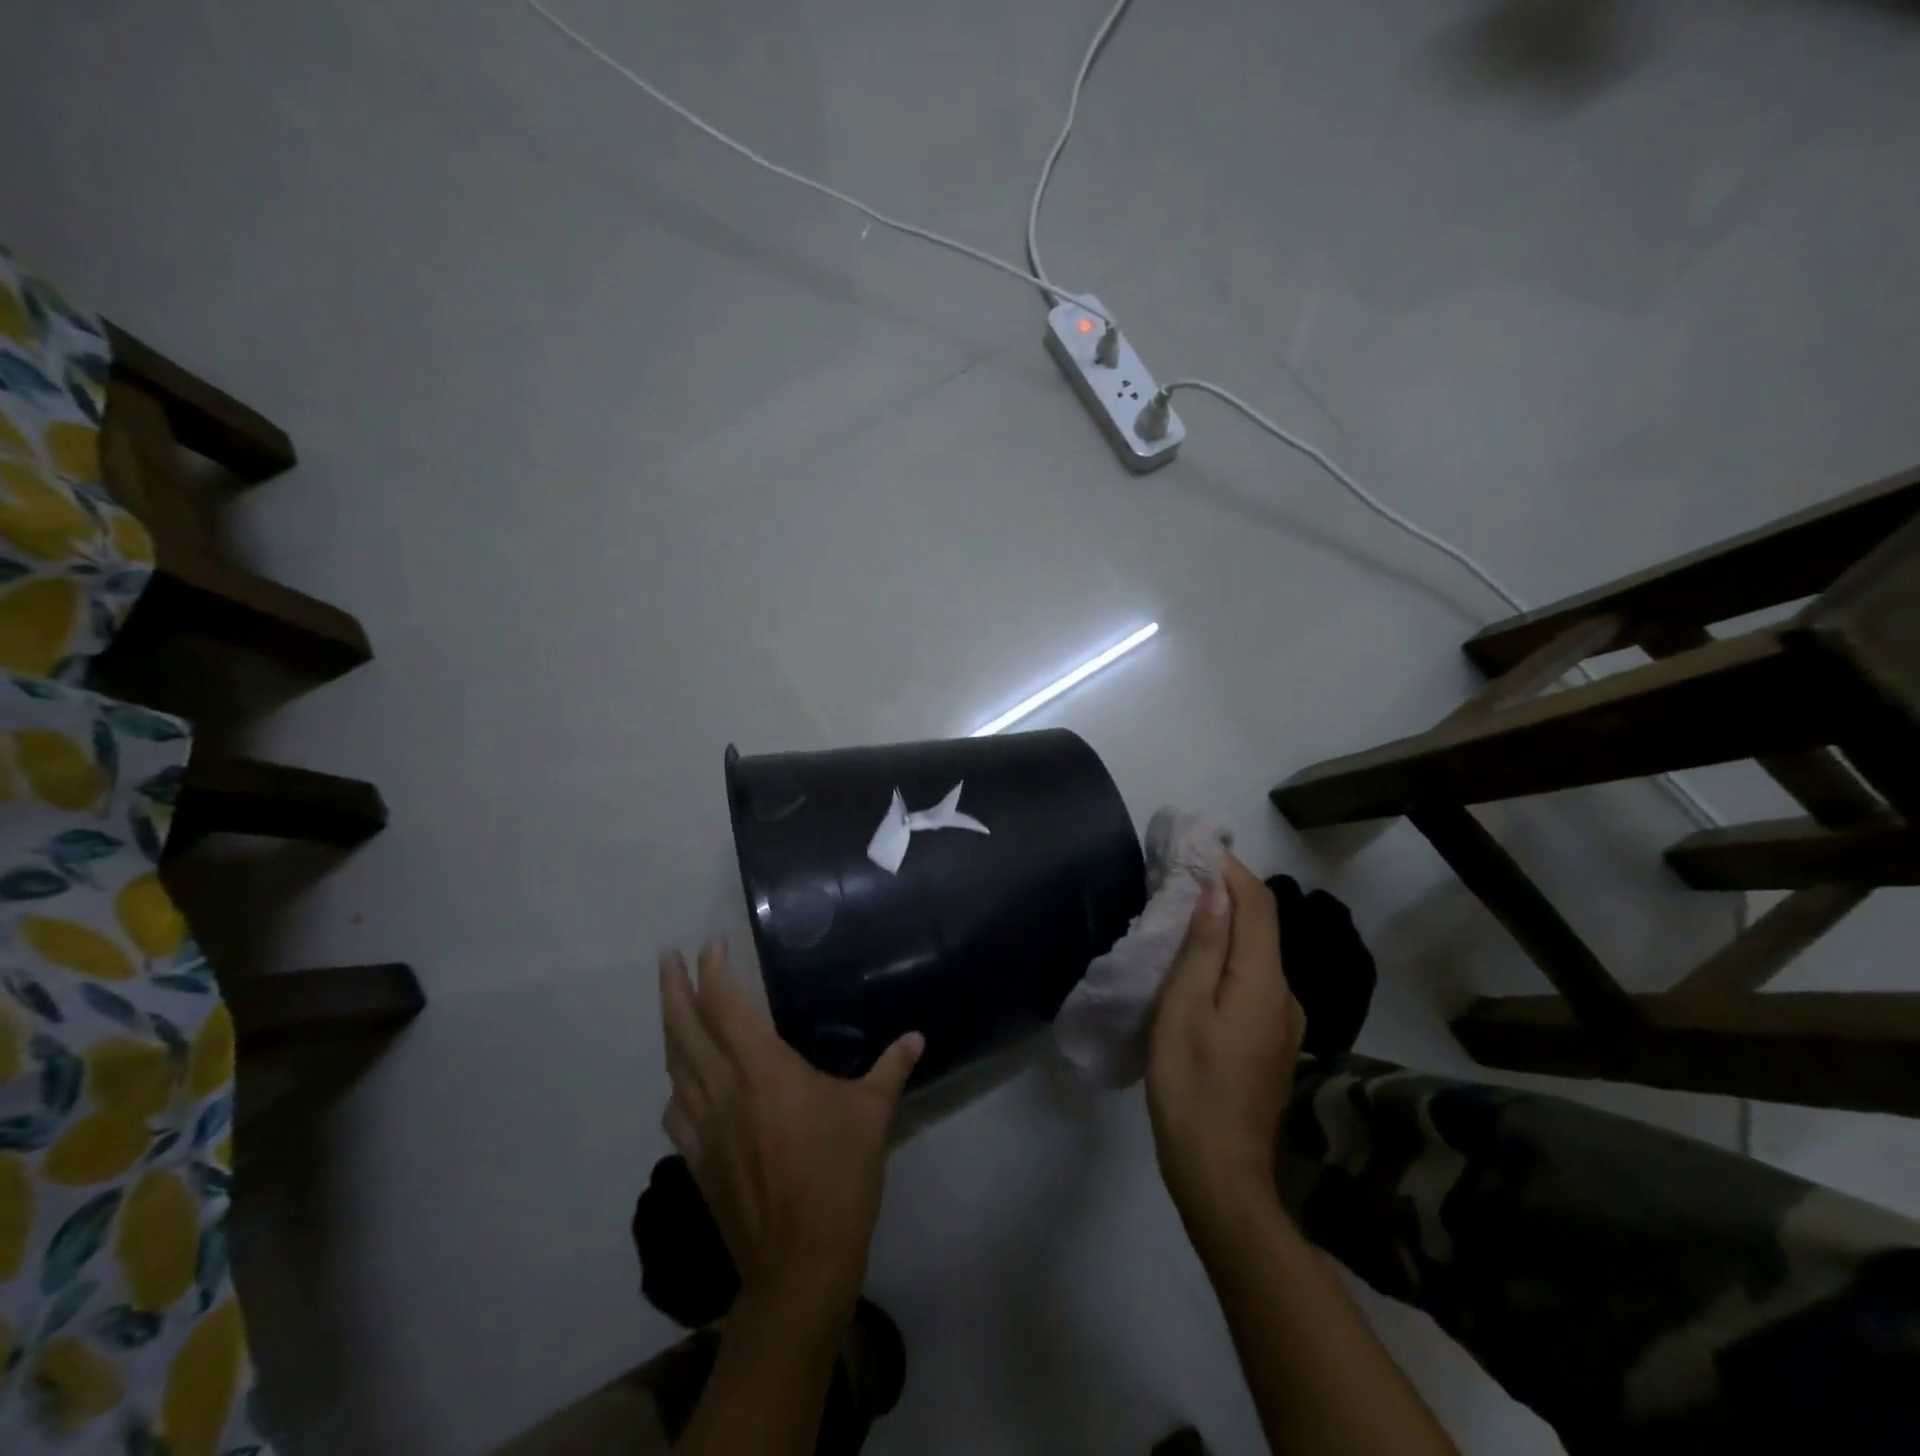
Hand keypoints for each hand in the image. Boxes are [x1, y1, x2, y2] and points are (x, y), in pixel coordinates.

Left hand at [660, 941, 921, 1318]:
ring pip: (674, 1066)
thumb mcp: (872, 1114)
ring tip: (674, 1007)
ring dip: (671, 1030)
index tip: (711, 944)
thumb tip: (916, 1037)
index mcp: (762, 1069)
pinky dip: (675, 1083)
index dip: (713, 970)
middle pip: (684, 1029)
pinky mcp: (697, 1160)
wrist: (798, 1265)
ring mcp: (703, 1127)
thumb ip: (891, 1068)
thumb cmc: (837, 1177)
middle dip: (673, 988)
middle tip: (667, 959)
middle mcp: (723, 1089)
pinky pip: (674, 1110)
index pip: (725, 1005)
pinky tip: (683, 1083)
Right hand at [1146, 856, 1305, 1233]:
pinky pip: (1255, 981)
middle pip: (1263, 926)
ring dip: (1227, 924)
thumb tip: (1218, 890)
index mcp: (1264, 982)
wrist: (1220, 1173)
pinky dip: (1230, 957)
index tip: (1196, 847)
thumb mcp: (1183, 1008)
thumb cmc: (1190, 1085)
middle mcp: (1286, 995)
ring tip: (1183, 913)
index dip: (1231, 870)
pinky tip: (1200, 966)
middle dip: (1227, 892)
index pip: (1258, 905)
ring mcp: (1285, 1022)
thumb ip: (1204, 946)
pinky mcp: (1273, 1042)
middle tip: (1181, 875)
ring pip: (1259, 954)